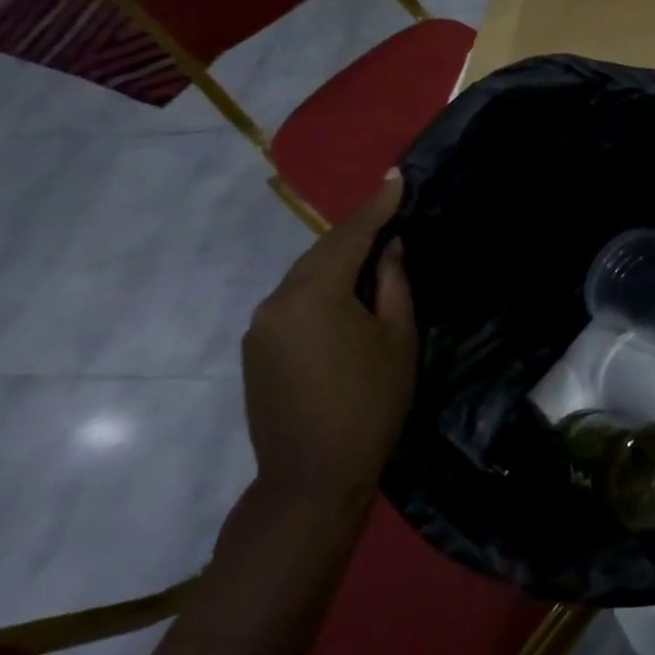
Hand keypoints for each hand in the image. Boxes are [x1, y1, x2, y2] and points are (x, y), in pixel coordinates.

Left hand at [242, 171, 415, 517]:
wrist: (312, 478)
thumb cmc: (370, 403)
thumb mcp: (398, 338)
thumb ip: (394, 284)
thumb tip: (391, 248)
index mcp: (314, 296)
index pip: (350, 237)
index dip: (377, 206)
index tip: (397, 177)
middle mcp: (277, 302)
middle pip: (322, 252)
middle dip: (357, 230)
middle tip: (391, 208)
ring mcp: (260, 327)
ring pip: (305, 275)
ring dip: (338, 258)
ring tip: (374, 247)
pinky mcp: (256, 349)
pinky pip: (293, 299)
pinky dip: (321, 285)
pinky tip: (345, 288)